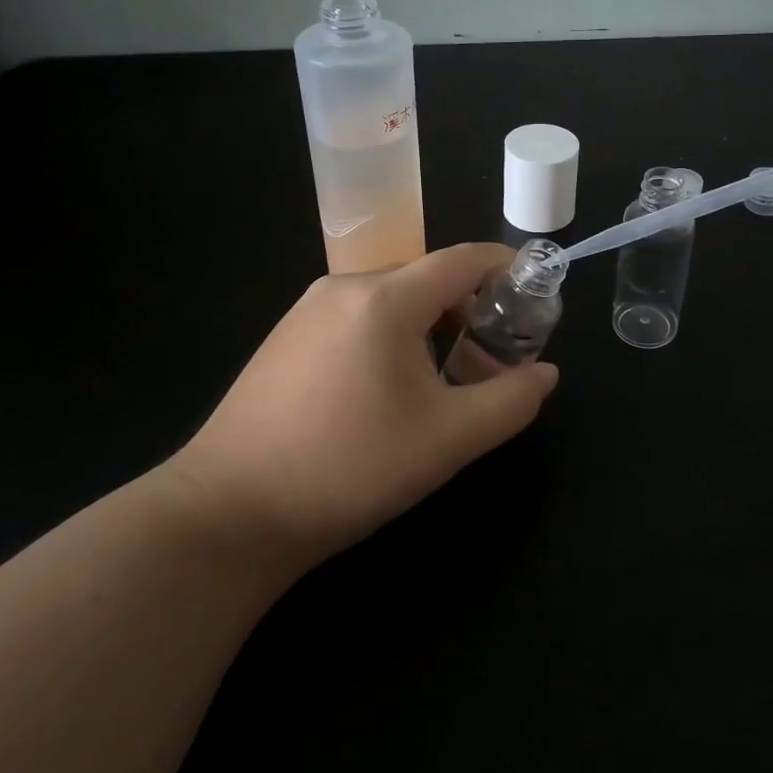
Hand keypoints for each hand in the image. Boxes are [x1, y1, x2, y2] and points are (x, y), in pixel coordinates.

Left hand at [165, 243, 558, 569]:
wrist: (227, 515)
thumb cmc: (348, 468)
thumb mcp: (448, 440)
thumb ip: (511, 401)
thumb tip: (545, 373)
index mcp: (385, 298)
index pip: (463, 258)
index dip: (507, 268)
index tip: (536, 294)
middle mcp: (344, 287)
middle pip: (428, 277)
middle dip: (472, 306)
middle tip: (495, 355)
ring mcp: (307, 310)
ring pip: (392, 299)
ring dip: (432, 324)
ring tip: (446, 377)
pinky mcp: (286, 338)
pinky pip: (358, 317)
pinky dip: (392, 335)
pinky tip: (390, 390)